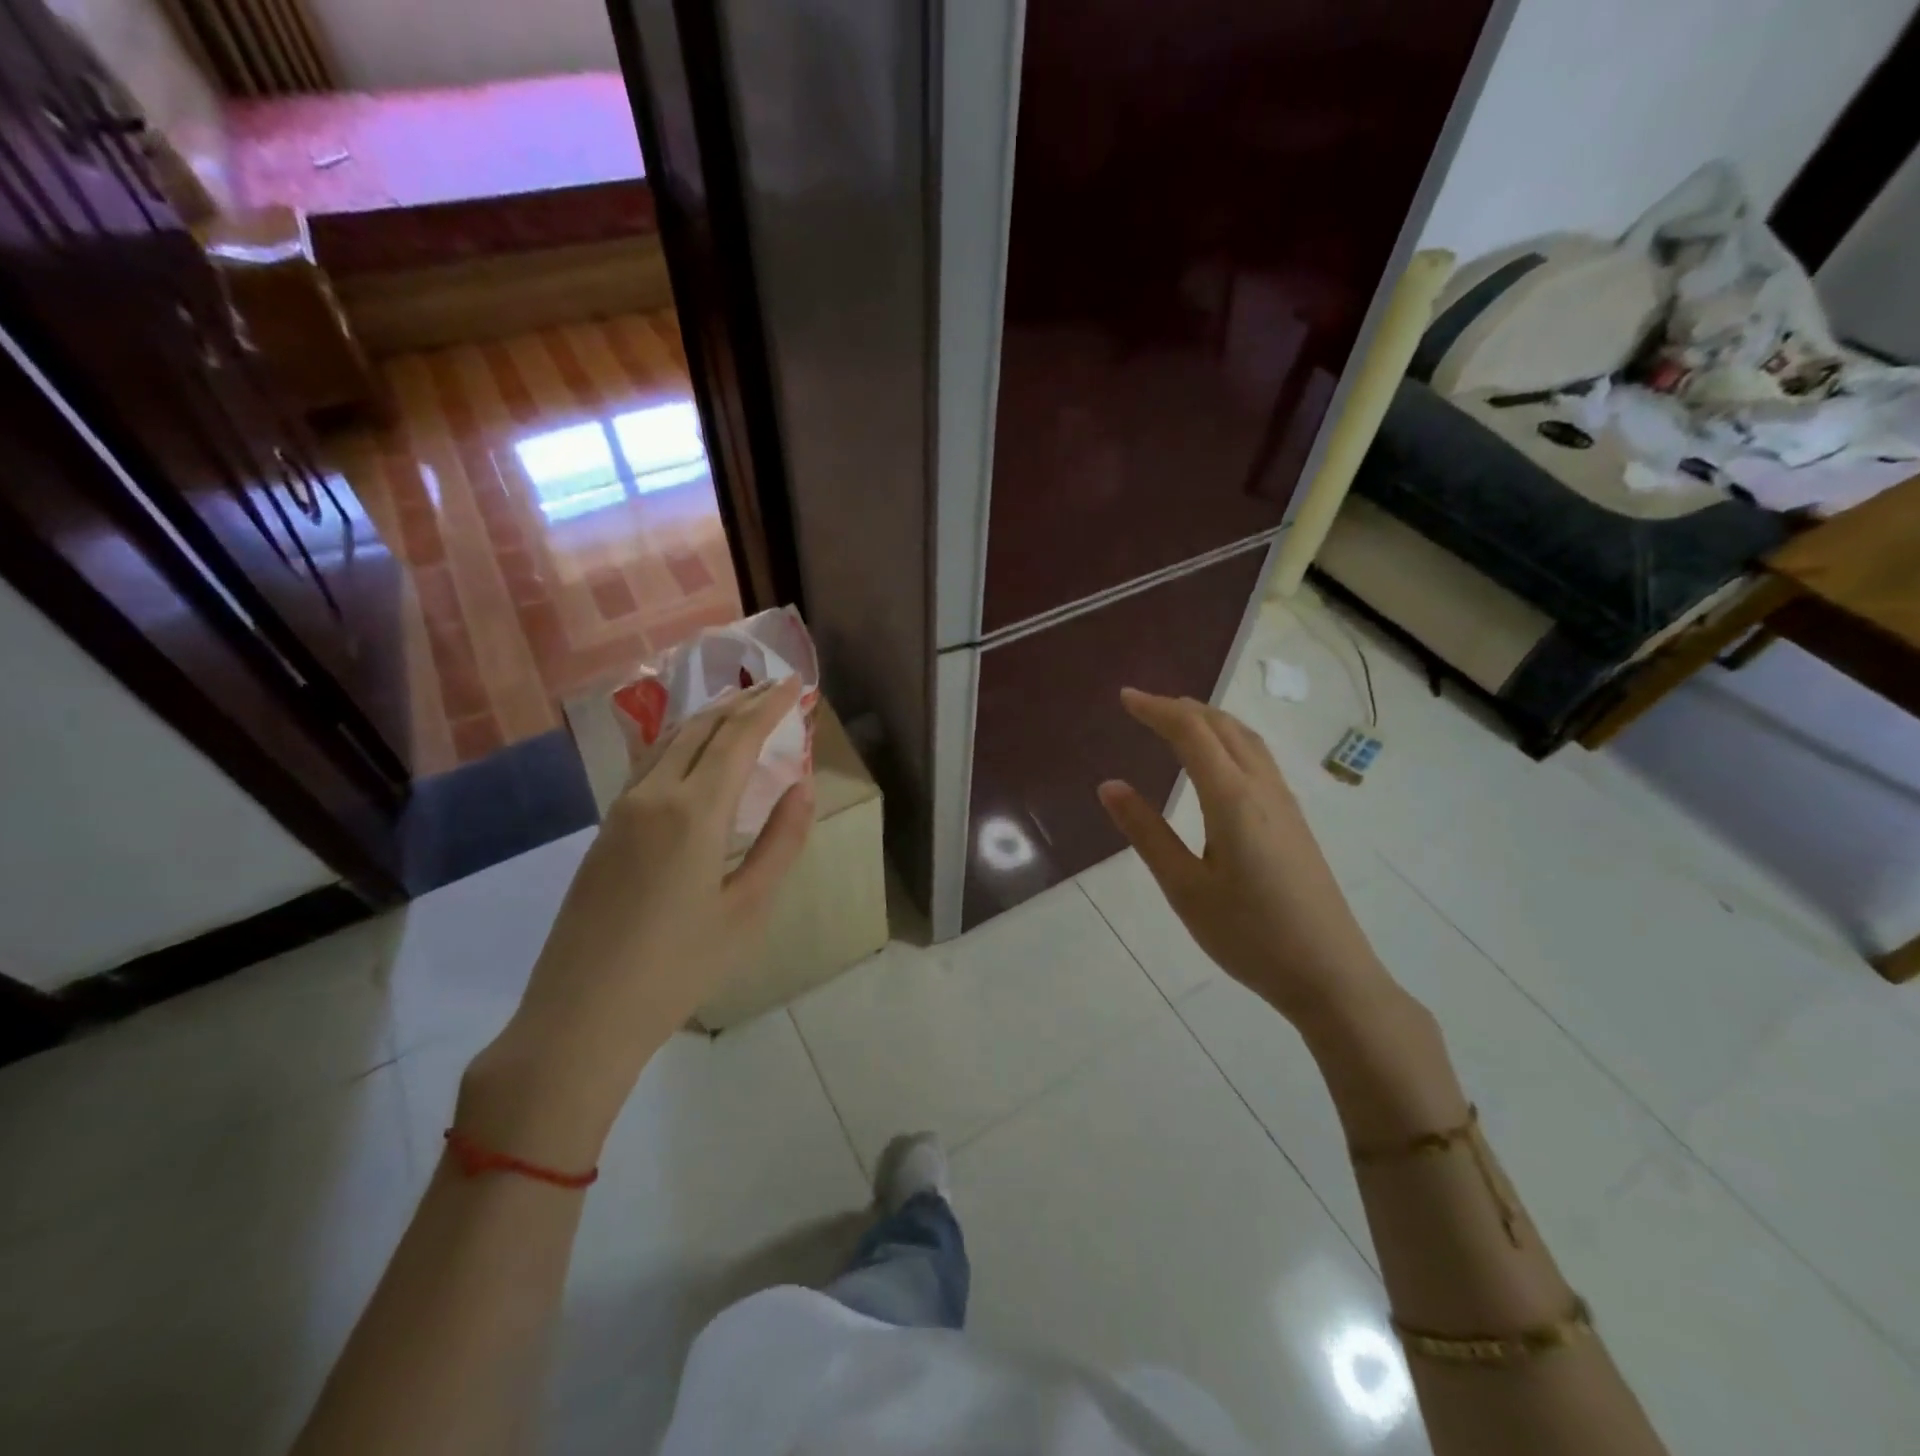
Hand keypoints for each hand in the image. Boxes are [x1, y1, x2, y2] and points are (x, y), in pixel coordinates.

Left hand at [461, 677, 813, 1164]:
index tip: (795, 684)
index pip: (738, 737)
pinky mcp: (605, 829)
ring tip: (740, 708)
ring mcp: (622, 809)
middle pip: (702, 728)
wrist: (581, 1015)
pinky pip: (650, 764)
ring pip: (670, 741)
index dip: (769, 705)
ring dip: (709, 717)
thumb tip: (803, 787)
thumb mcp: (747, 910)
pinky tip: (693, 752)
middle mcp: (654, 795)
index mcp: (694, 812)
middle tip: (775, 688)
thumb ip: (780, 842)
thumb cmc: (678, 968)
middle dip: (741, 702)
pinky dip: (682, 742)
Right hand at [1096, 689, 1398, 1035]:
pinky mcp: (1294, 820)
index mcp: (1232, 798)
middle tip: (1143, 706)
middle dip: (1180, 707)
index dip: (1156, 709)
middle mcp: (1262, 788)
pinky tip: (1218, 761)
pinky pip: (1258, 757)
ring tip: (1177, 720)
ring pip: (1246, 738)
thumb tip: (1110, 786)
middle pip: (1222, 726)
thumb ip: (1147, 832)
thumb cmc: (1249, 935)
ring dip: (1209, 719)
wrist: (1331, 975)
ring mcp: (1284, 802)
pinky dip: (1229, 739)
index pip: (1191, 733)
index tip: (1124, 698)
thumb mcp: (1185, 887)